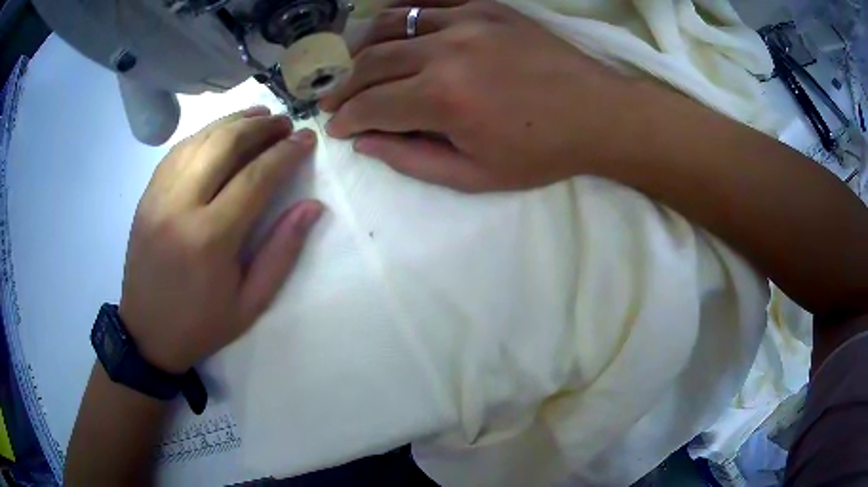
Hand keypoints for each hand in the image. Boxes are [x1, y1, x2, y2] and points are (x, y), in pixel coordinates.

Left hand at [119, 107, 322, 373]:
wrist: (147, 333)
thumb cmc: (202, 324)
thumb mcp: (251, 303)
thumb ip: (282, 252)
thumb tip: (312, 207)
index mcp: (210, 238)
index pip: (255, 177)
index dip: (285, 153)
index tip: (306, 138)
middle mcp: (180, 206)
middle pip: (224, 145)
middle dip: (260, 126)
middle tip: (283, 122)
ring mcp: (158, 196)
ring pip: (199, 140)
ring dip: (232, 121)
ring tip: (258, 115)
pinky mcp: (146, 196)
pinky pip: (177, 151)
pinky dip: (204, 134)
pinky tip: (220, 132)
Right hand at [320, 0, 645, 191]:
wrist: (598, 114)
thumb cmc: (540, 152)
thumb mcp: (475, 176)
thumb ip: (412, 160)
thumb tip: (366, 143)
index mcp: (443, 100)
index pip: (371, 105)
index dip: (346, 118)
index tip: (336, 126)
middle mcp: (445, 51)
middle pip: (372, 62)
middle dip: (344, 85)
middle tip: (334, 99)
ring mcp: (466, 21)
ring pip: (391, 25)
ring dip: (364, 47)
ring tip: (356, 64)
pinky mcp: (485, 7)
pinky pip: (428, 2)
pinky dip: (400, 13)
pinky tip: (391, 27)